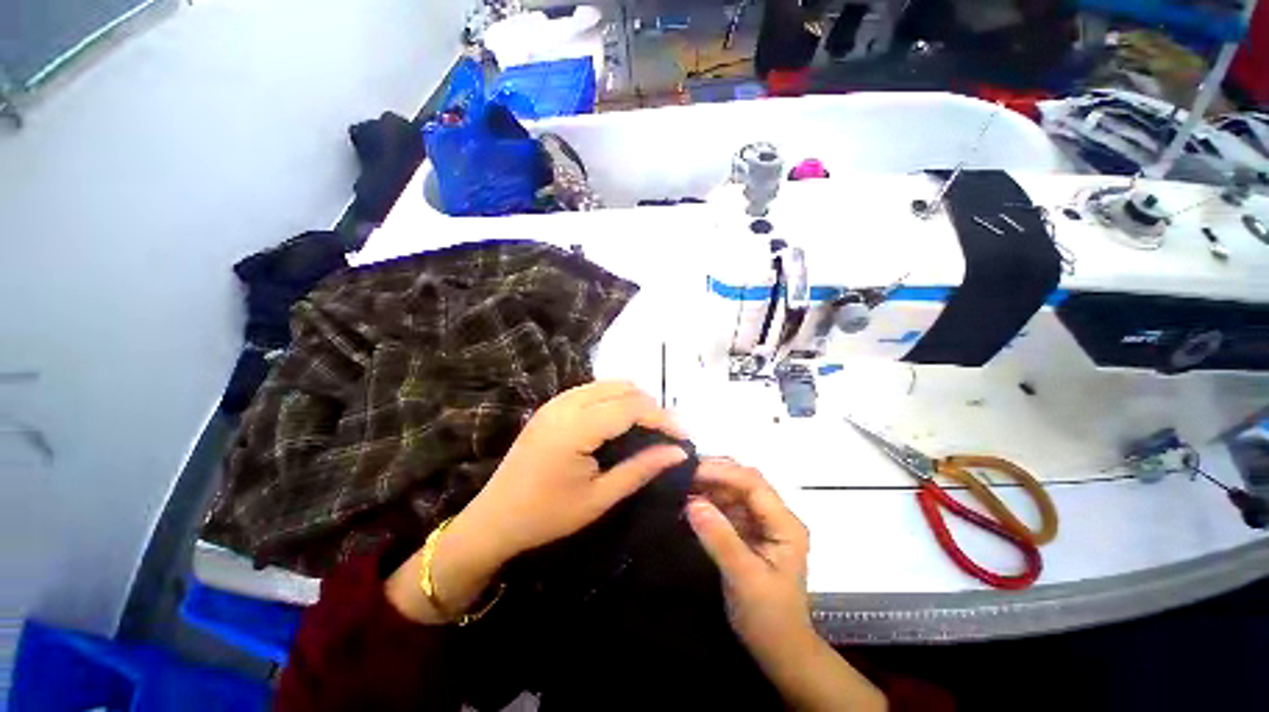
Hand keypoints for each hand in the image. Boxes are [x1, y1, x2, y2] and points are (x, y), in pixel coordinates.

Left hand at [387, 381, 685, 623]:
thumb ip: (641, 469)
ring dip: (634, 400)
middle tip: (668, 433)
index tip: (684, 437)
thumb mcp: (600, 498)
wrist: (494, 518)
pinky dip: (615, 399)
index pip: (631, 407)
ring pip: (608, 384)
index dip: (663, 418)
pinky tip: (621, 421)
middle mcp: (566, 403)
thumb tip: (678, 452)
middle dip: (651, 406)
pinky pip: (593, 389)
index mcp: (575, 427)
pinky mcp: (552, 405)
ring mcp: (556, 401)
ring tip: (650, 427)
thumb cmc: (547, 515)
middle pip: (622, 388)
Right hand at [688, 461, 886, 710]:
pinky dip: (708, 501)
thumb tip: (692, 502)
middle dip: (714, 474)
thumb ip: (720, 539)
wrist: (780, 652)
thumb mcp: (744, 579)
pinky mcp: (748, 532)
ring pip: (734, 491)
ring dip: (709, 486)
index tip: (692, 471)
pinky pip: (726, 507)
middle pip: (744, 482)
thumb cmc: (768, 618)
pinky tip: (689, 501)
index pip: (754, 484)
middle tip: (682, 473)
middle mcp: (775, 516)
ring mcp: (761, 523)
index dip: (723, 473)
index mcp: (785, 524)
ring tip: (681, 484)